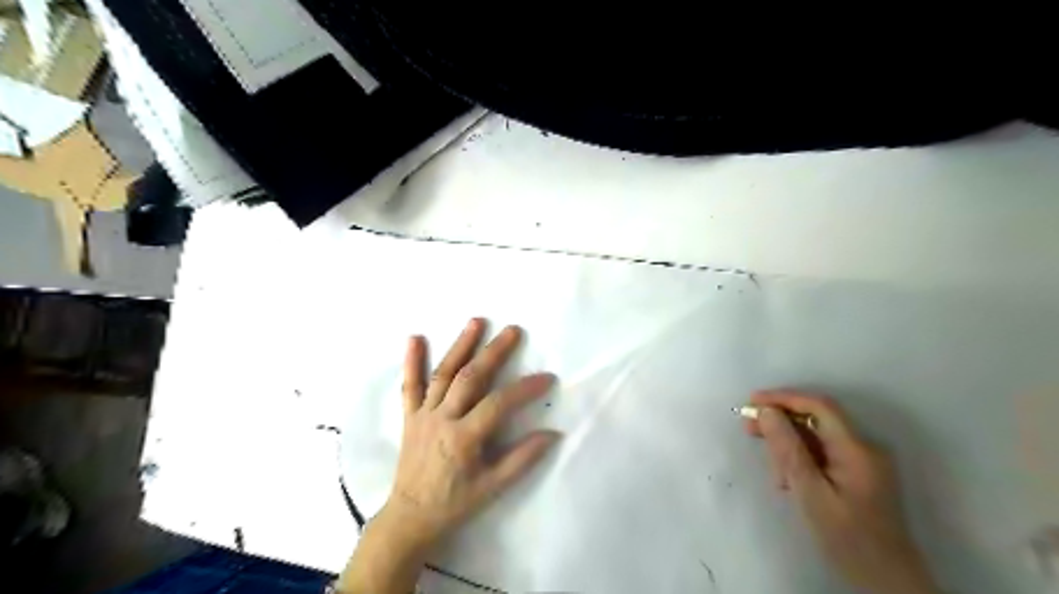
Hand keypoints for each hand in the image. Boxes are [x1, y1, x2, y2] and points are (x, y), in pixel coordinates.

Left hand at [383, 317, 562, 543]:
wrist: (410, 516)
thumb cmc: (454, 504)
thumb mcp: (492, 488)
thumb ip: (522, 459)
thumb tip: (553, 433)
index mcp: (463, 438)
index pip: (499, 404)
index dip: (525, 388)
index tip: (547, 377)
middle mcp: (442, 419)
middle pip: (470, 377)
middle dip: (493, 352)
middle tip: (513, 330)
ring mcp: (423, 414)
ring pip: (443, 374)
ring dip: (460, 345)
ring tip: (477, 321)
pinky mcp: (410, 416)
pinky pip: (409, 386)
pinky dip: (411, 361)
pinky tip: (415, 338)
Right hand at [742, 390, 943, 593]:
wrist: (886, 580)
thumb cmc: (847, 539)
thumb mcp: (811, 494)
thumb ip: (789, 450)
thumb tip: (766, 411)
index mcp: (857, 450)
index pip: (819, 406)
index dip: (784, 398)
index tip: (752, 401)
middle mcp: (863, 447)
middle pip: (816, 419)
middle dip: (781, 421)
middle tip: (748, 427)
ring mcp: (861, 460)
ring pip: (815, 437)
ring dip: (788, 445)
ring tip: (772, 470)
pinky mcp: (855, 473)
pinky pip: (821, 453)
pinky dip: (799, 459)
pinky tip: (787, 479)